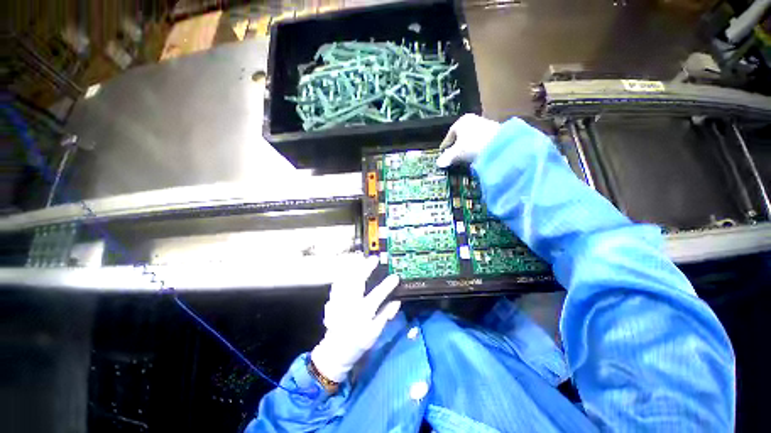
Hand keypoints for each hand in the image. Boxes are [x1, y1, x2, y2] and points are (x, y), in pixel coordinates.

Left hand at [310, 255, 400, 382]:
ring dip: (354, 268)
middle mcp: (350, 304)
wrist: (335, 352)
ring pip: (346, 280)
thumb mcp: (375, 333)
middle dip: (366, 268)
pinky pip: (337, 284)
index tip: (395, 277)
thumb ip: (385, 316)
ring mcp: (340, 302)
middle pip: (358, 281)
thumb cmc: (357, 343)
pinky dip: (343, 275)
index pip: (377, 295)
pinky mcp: (333, 301)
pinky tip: (348, 270)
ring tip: (361, 259)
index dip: (387, 285)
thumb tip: (396, 302)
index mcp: (363, 313)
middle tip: (374, 259)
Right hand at [436, 114, 500, 167]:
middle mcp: (473, 119)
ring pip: (471, 137)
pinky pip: (481, 140)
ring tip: (465, 157)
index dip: (446, 145)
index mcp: (461, 121)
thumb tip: (438, 163)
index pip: (450, 134)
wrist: (499, 144)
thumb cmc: (472, 145)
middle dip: (457, 145)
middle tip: (453, 155)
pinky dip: (477, 147)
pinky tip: (477, 154)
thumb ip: (446, 157)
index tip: (443, 152)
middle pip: (461, 135)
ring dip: (467, 146)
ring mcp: (485, 123)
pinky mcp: (495, 130)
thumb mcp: (456, 153)